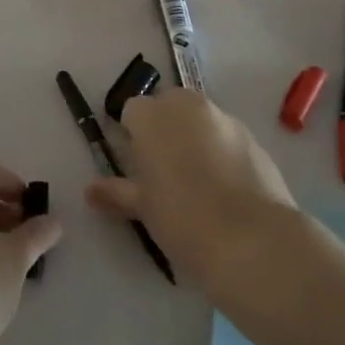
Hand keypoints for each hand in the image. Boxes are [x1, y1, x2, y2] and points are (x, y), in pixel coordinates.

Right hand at [85, 89, 297, 293]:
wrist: (252, 239)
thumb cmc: (183, 218)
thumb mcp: (143, 208)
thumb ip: (116, 192)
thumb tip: (91, 190)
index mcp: (154, 116)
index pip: (132, 111)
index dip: (132, 135)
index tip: (136, 165)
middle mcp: (189, 106)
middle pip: (168, 105)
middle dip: (164, 129)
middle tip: (163, 170)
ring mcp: (225, 118)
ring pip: (200, 119)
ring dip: (194, 137)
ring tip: (196, 181)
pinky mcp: (253, 138)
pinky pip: (227, 136)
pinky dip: (222, 151)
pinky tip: (225, 187)